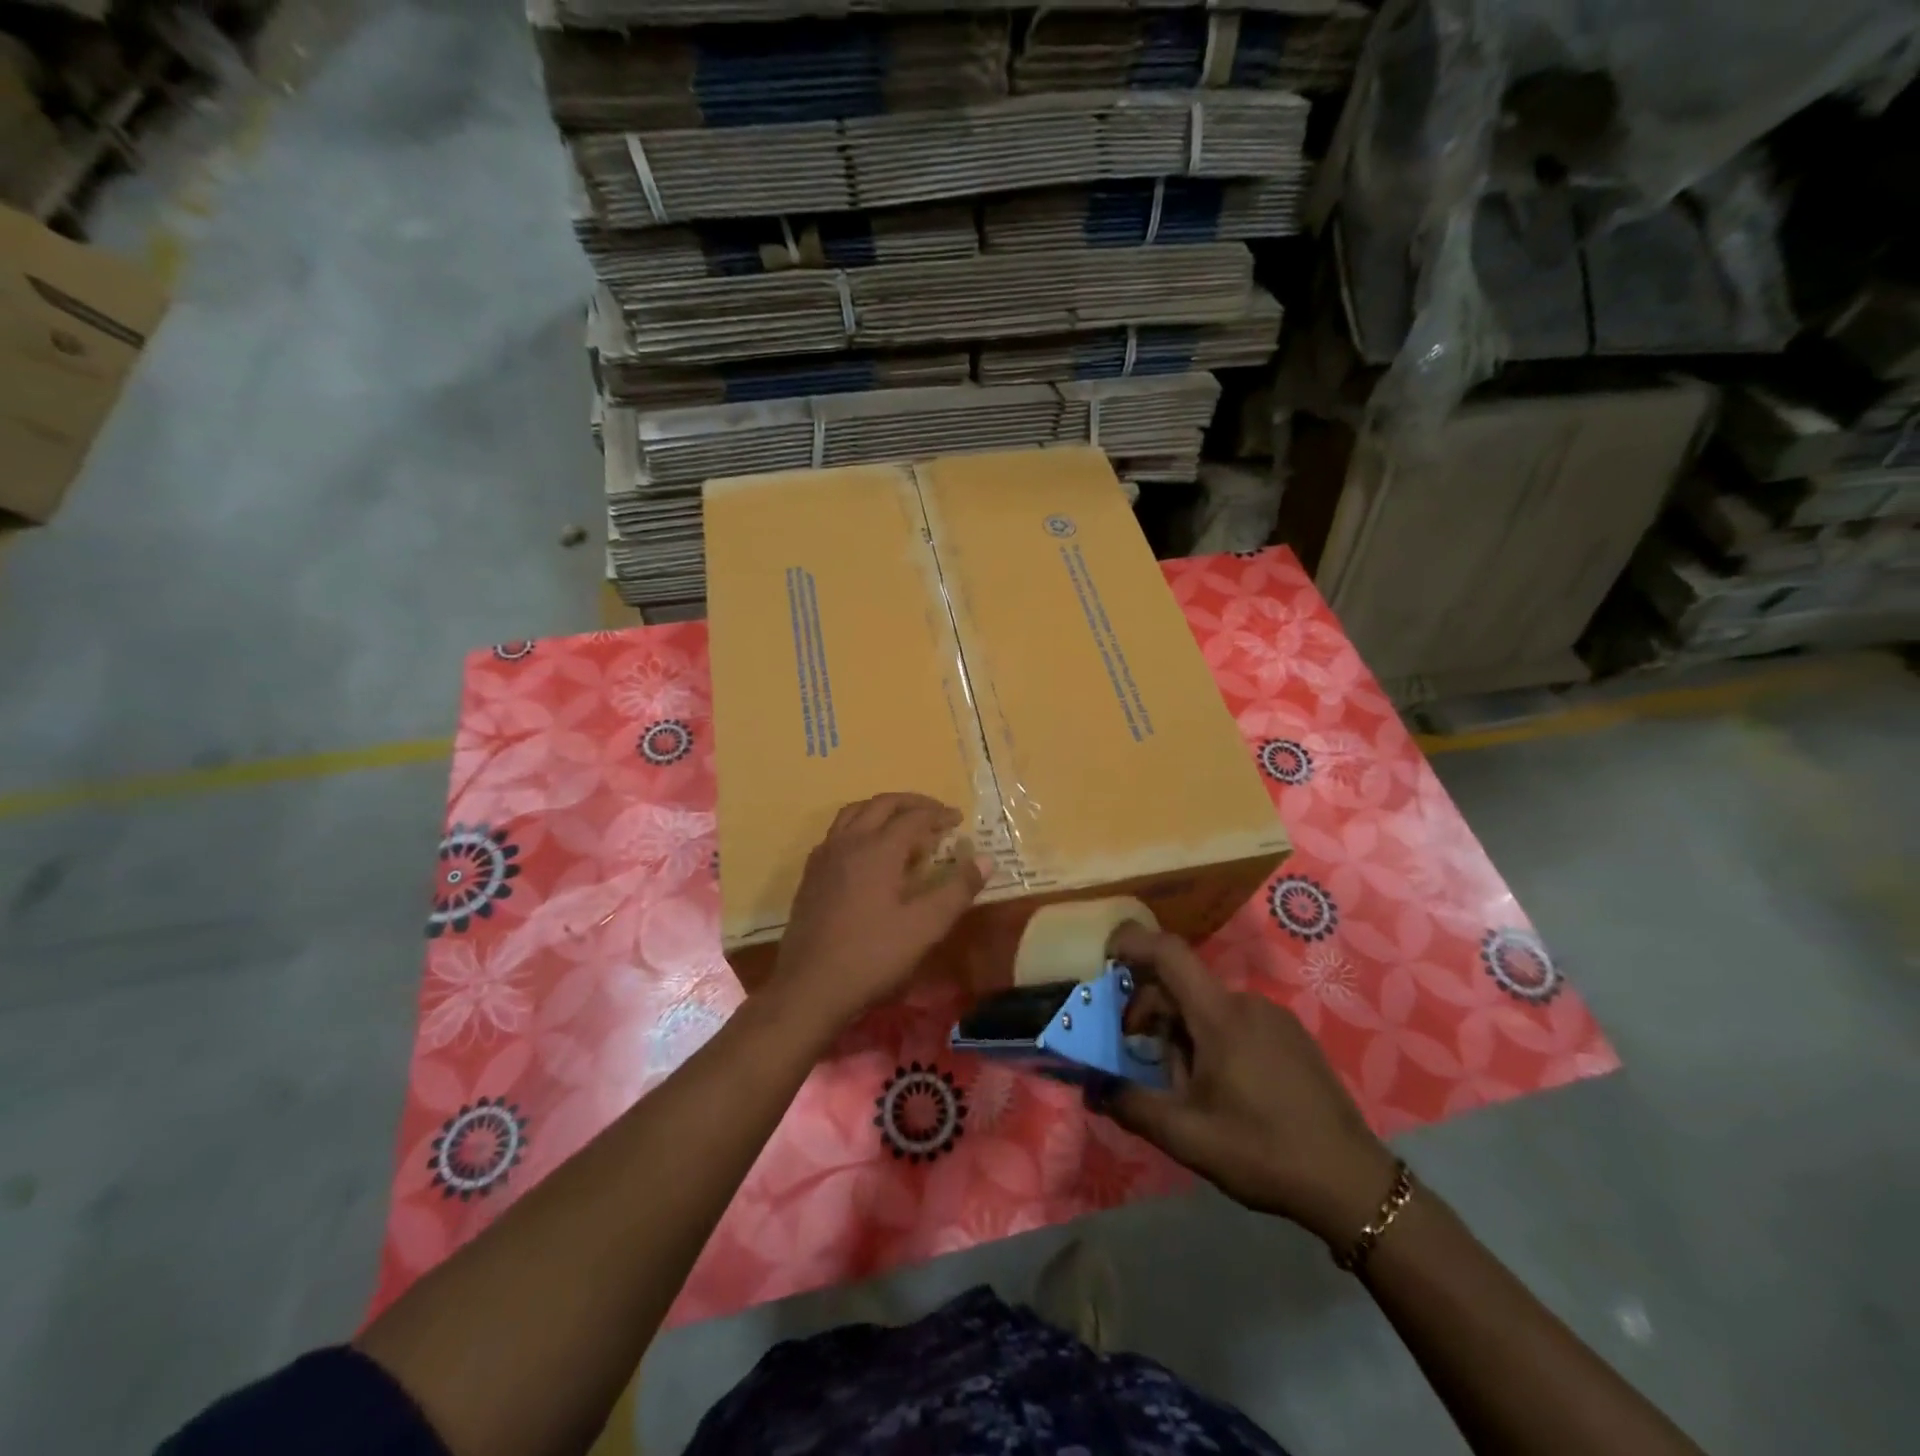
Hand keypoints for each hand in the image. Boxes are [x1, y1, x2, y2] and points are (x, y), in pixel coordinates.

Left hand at [775, 794, 988, 1029]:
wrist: (810, 987)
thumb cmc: (873, 956)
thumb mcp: (925, 927)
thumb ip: (957, 890)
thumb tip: (985, 859)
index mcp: (878, 849)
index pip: (913, 816)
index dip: (939, 814)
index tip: (958, 820)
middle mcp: (849, 842)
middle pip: (881, 804)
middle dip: (911, 803)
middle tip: (934, 814)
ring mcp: (824, 856)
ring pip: (854, 813)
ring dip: (881, 810)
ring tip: (901, 824)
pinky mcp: (811, 874)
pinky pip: (837, 833)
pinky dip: (859, 827)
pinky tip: (867, 852)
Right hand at [1101, 924, 1399, 1247]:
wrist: (1352, 1184)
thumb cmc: (1263, 1152)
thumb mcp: (1186, 1136)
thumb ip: (1131, 1106)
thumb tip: (1091, 1087)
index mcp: (1220, 1015)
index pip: (1168, 954)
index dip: (1132, 944)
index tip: (1104, 958)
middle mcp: (1246, 1003)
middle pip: (1182, 986)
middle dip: (1151, 1014)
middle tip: (1138, 1057)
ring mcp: (1274, 1018)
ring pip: (1207, 1008)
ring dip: (1182, 1035)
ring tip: (1187, 1088)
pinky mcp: (1292, 1037)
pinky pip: (1235, 1022)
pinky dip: (1212, 1040)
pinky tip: (1222, 1089)